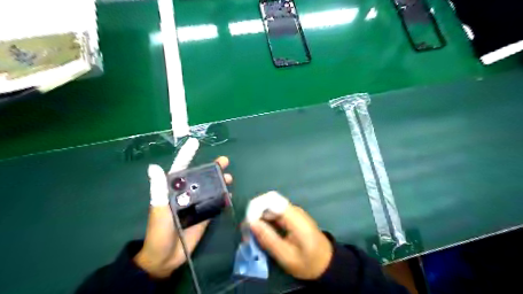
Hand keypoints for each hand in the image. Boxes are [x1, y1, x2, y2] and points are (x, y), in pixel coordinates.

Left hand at [133, 137, 231, 277]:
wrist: (166, 256)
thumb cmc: (158, 231)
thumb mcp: (158, 209)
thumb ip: (159, 189)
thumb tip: (154, 166)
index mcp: (173, 190)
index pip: (181, 168)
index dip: (188, 155)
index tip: (195, 142)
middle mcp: (186, 194)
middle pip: (201, 177)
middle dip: (212, 168)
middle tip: (224, 161)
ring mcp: (196, 204)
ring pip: (210, 188)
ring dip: (220, 182)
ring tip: (230, 178)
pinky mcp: (204, 215)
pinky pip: (215, 203)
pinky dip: (223, 197)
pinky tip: (229, 194)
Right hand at [248, 193, 329, 279]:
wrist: (326, 262)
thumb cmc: (308, 262)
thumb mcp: (286, 256)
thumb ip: (268, 239)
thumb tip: (251, 222)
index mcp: (295, 218)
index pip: (271, 200)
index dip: (256, 207)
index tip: (247, 222)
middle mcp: (293, 210)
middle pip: (269, 203)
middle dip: (255, 214)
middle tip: (246, 232)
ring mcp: (293, 212)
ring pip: (270, 208)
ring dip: (259, 219)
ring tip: (251, 235)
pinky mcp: (291, 217)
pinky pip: (274, 214)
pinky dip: (265, 222)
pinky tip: (261, 233)